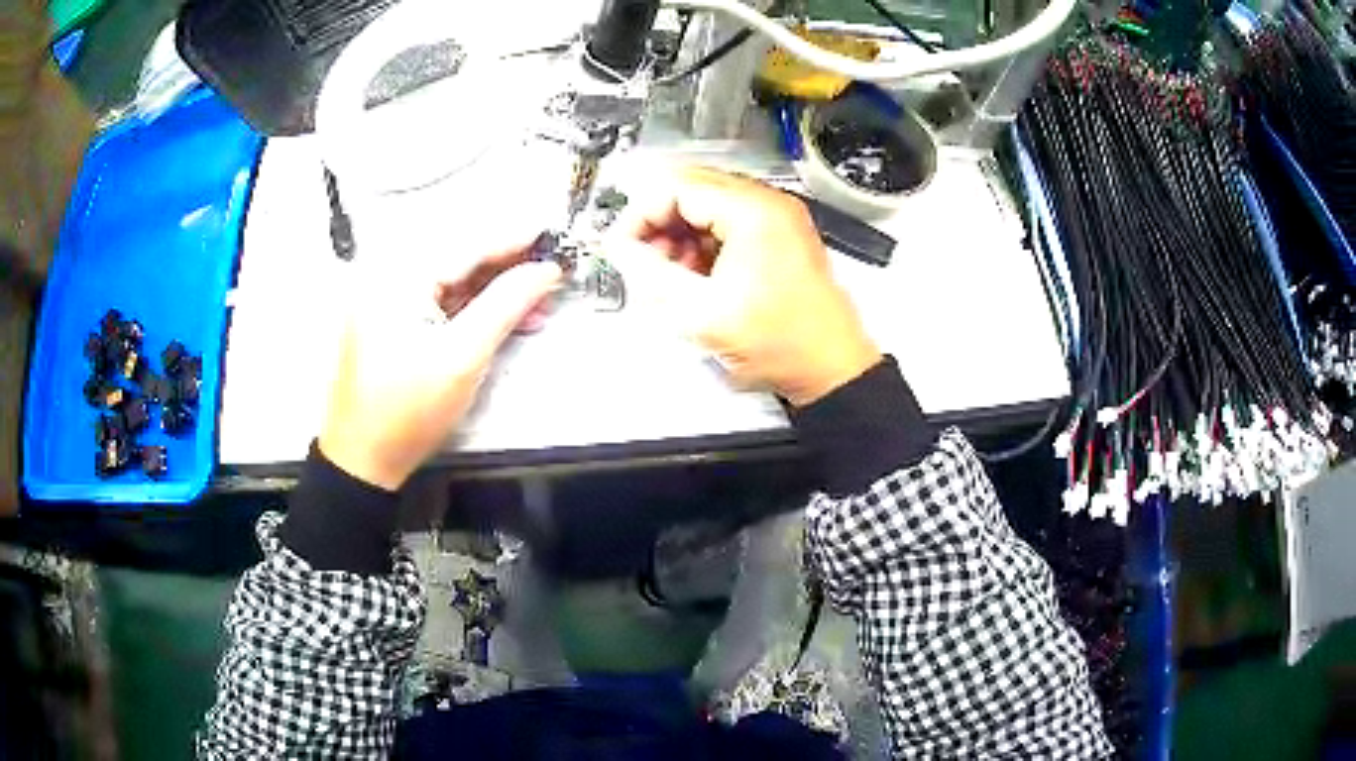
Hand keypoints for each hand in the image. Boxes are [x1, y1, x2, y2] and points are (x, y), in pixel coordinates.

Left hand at [318, 242, 561, 489]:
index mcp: (398, 278)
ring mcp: (387, 301)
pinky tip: (502, 319)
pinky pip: (439, 302)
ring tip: (535, 304)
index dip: (514, 241)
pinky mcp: (391, 323)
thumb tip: (543, 271)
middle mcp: (388, 279)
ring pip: (452, 282)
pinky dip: (471, 309)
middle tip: (548, 275)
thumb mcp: (464, 356)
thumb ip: (506, 304)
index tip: (552, 239)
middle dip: (507, 269)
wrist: (364, 459)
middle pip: (459, 260)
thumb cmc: (407, 412)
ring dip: (493, 292)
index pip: (467, 246)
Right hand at [609, 166, 879, 406]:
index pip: (677, 187)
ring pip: (708, 206)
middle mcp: (768, 203)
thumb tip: (619, 249)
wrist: (830, 368)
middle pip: (692, 190)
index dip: (640, 214)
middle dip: (658, 223)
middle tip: (641, 260)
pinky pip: (728, 224)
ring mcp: (777, 218)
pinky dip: (703, 244)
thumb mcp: (702, 313)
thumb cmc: (781, 343)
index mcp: (753, 211)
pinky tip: (695, 276)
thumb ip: (652, 275)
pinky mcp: (779, 236)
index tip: (621, 246)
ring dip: (679, 234)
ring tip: (670, 275)